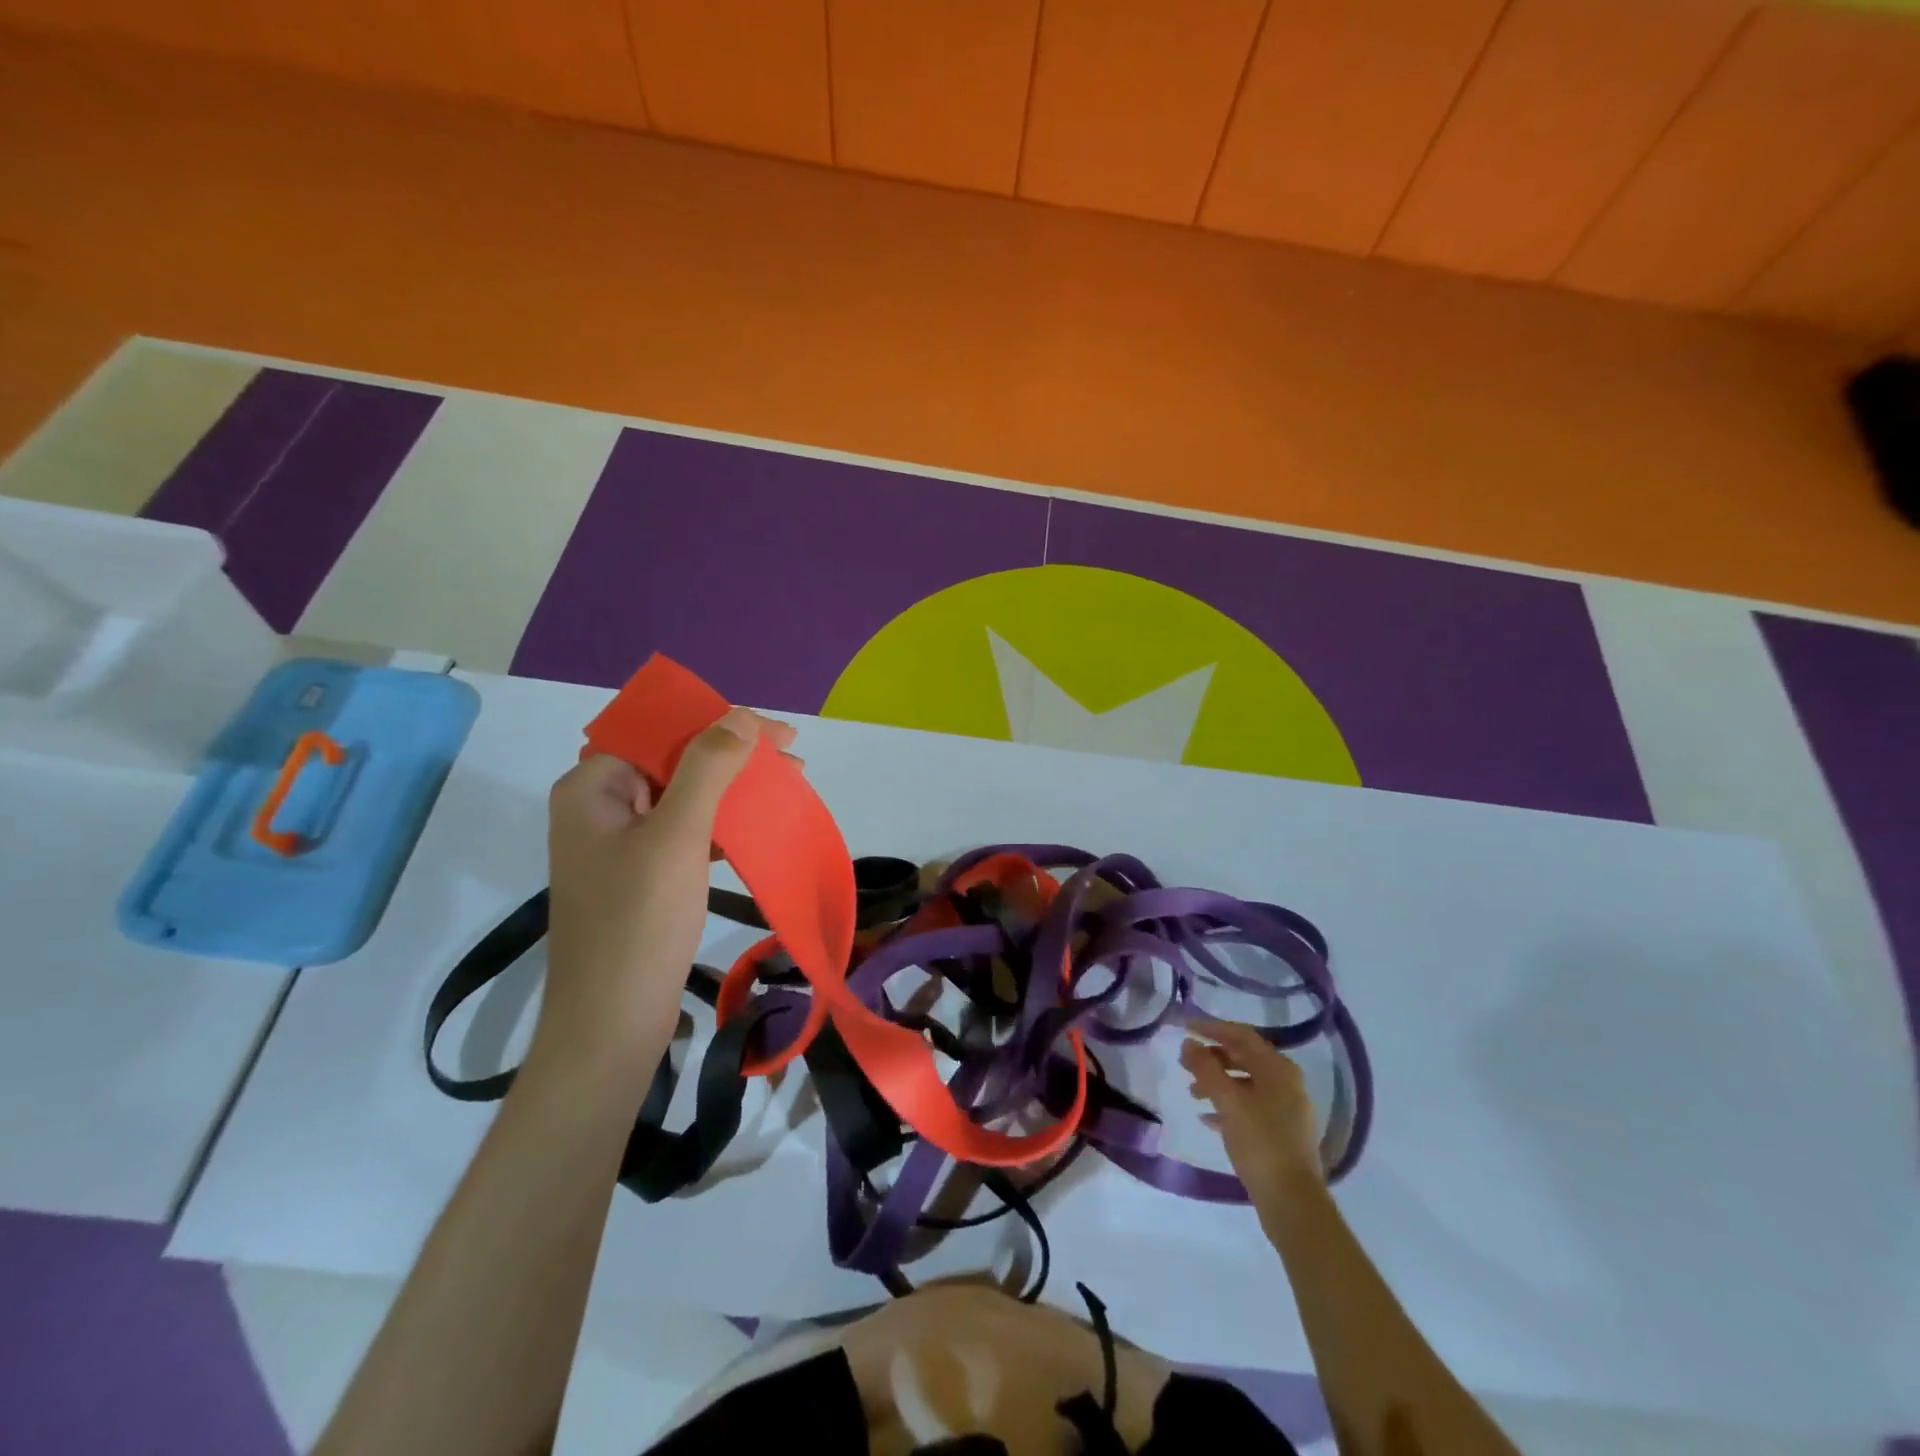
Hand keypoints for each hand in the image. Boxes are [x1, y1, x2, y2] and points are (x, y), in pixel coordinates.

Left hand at [537, 708, 795, 1073]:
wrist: (610, 1024)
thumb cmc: (639, 922)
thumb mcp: (678, 835)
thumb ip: (707, 768)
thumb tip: (740, 716)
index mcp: (593, 787)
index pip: (662, 731)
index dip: (721, 723)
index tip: (778, 735)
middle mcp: (599, 807)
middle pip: (674, 760)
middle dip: (735, 756)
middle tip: (792, 761)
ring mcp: (618, 843)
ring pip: (684, 796)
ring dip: (734, 788)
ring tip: (786, 786)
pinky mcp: (638, 875)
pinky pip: (684, 831)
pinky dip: (721, 823)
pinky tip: (756, 827)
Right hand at [1181, 1016, 1324, 1210]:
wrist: (1292, 1202)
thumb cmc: (1260, 1142)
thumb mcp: (1228, 1101)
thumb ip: (1205, 1068)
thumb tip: (1188, 1043)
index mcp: (1278, 1069)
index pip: (1241, 1035)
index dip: (1211, 1027)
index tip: (1185, 1025)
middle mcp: (1286, 1083)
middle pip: (1244, 1058)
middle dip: (1212, 1057)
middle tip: (1184, 1061)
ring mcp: (1286, 1109)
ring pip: (1245, 1083)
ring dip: (1217, 1082)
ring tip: (1192, 1093)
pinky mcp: (1281, 1133)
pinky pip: (1250, 1107)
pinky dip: (1227, 1106)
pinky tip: (1207, 1118)